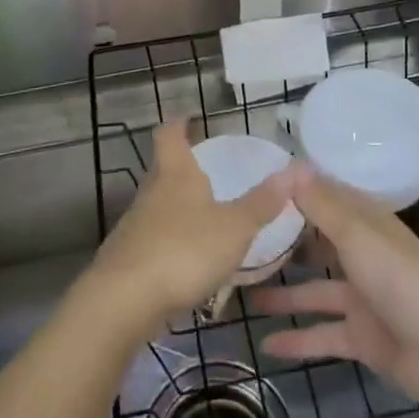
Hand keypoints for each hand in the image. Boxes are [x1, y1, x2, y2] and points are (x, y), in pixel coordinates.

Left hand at [89, 120, 295, 331]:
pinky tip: (186, 261)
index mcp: (176, 174)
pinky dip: (169, 242)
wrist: (123, 301)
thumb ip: (262, 202)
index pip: (170, 134)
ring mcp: (134, 226)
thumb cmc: (184, 250)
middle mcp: (151, 193)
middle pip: (162, 169)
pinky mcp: (127, 259)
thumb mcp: (234, 228)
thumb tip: (294, 170)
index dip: (178, 122)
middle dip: (180, 167)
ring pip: (157, 206)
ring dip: (176, 207)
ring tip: (202, 217)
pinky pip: (152, 240)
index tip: (187, 116)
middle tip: (204, 169)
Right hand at [254, 166, 418, 409]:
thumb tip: (289, 166)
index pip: (326, 198)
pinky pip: (322, 334)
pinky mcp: (362, 337)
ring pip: (315, 290)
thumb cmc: (400, 278)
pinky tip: (265, 346)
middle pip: (318, 243)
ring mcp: (362, 298)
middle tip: (241, 242)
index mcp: (365, 224)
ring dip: (283, 293)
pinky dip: (297, 340)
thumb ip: (321, 204)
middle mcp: (362, 255)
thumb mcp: (356, 234)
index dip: (295, 192)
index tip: (256, 188)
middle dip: (285, 243)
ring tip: (243, 294)